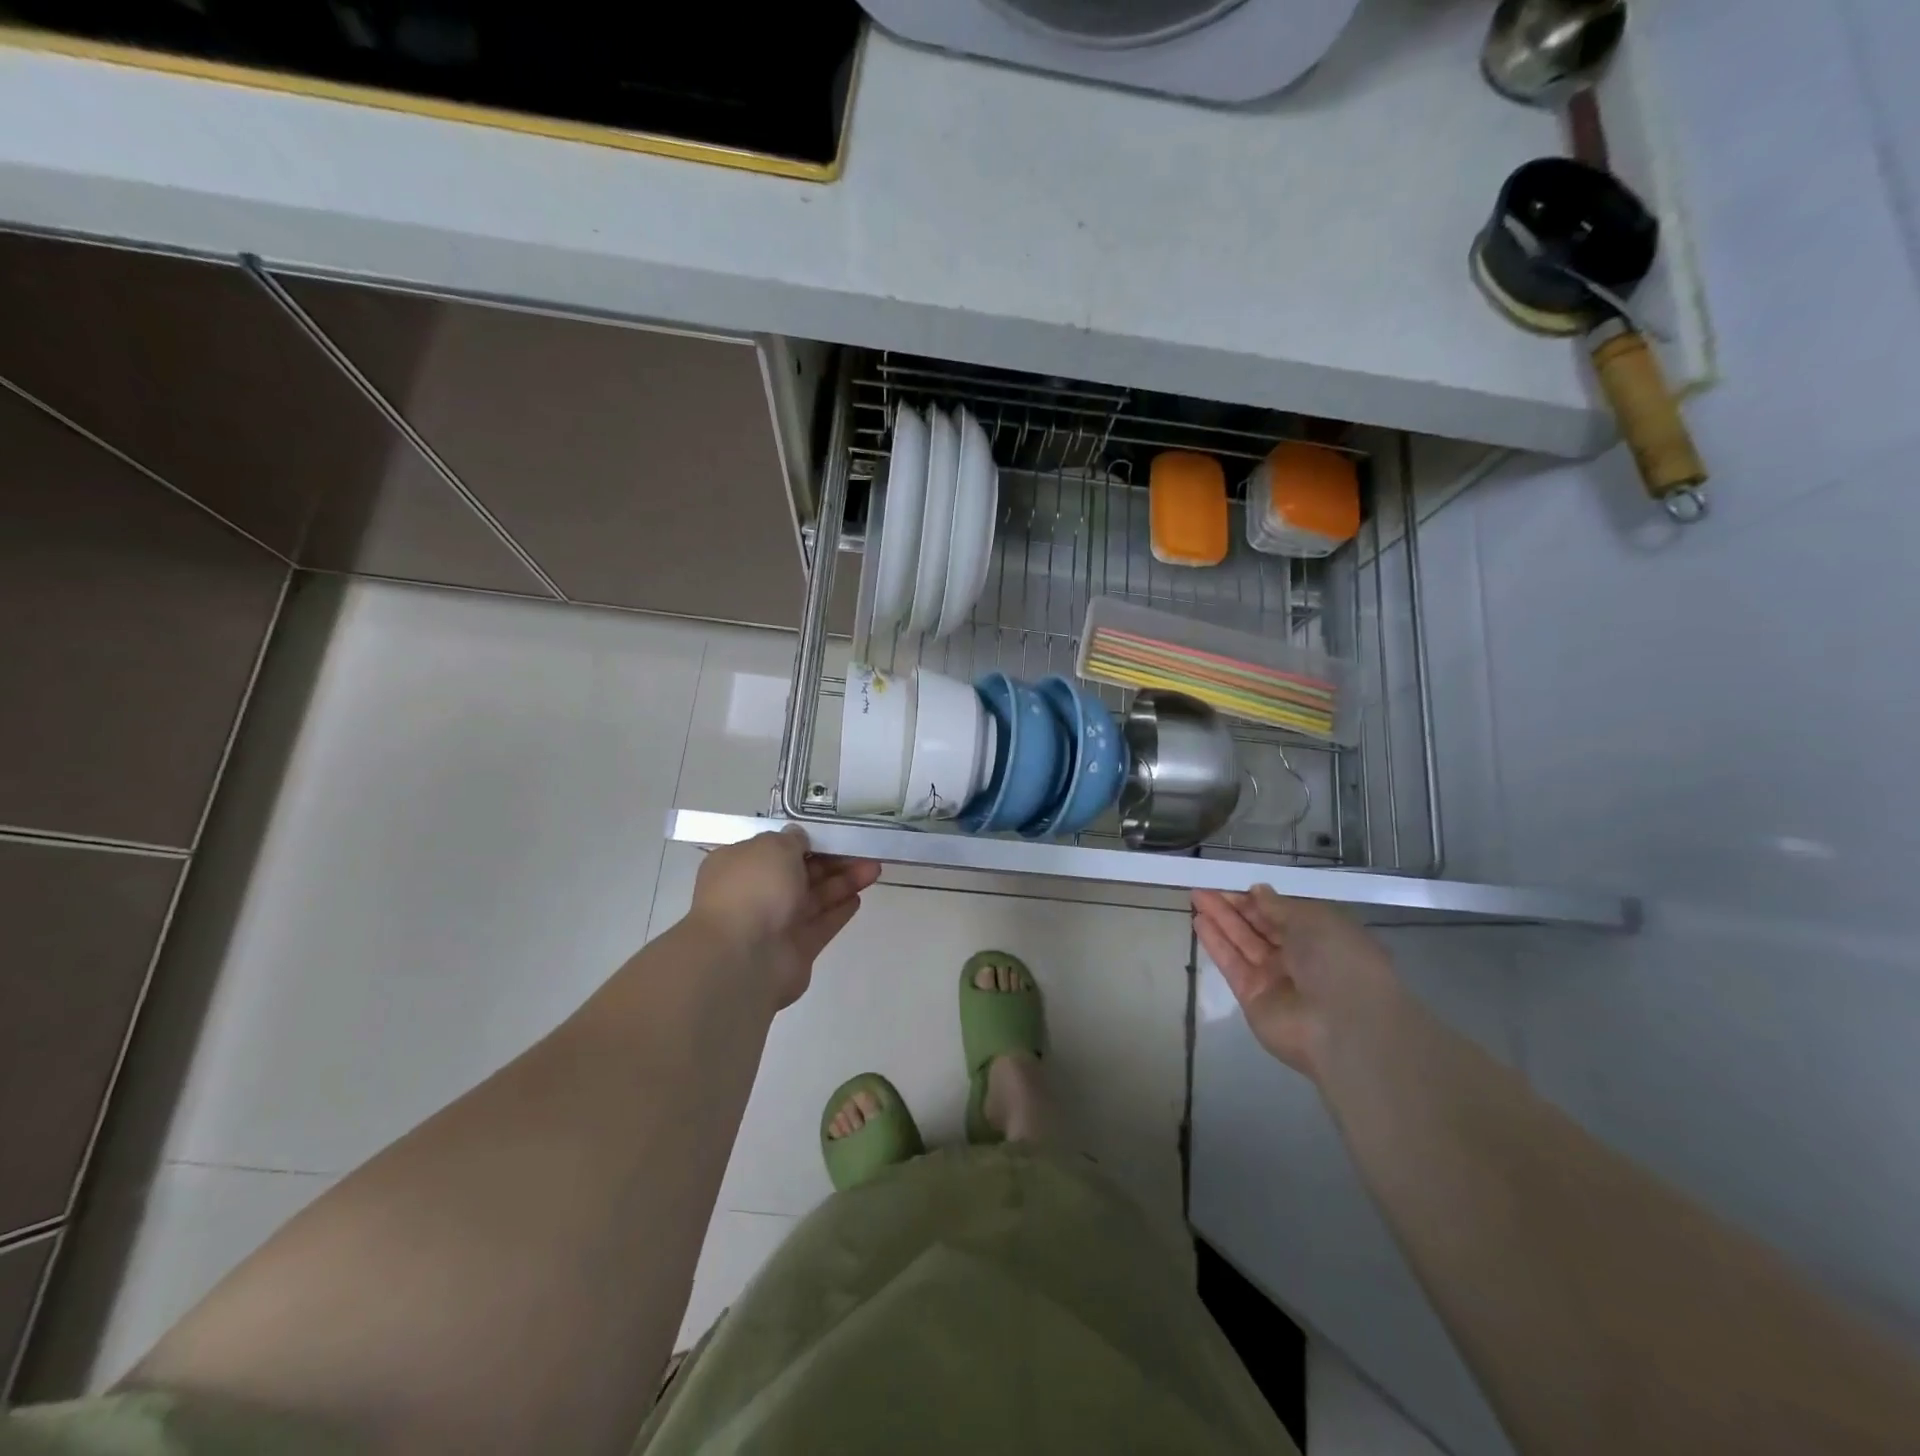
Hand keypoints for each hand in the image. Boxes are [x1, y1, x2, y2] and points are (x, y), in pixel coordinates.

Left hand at [691, 828, 880, 1007]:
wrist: (743, 957)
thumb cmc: (754, 889)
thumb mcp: (773, 846)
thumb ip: (792, 840)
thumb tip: (798, 838)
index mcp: (740, 865)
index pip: (776, 848)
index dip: (806, 841)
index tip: (834, 834)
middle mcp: (755, 893)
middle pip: (800, 872)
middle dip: (833, 861)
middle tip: (864, 850)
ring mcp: (776, 923)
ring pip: (815, 897)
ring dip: (843, 882)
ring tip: (874, 869)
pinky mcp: (796, 949)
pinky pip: (821, 924)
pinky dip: (839, 910)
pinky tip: (859, 897)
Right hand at [1191, 886, 1400, 1080]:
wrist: (1342, 1027)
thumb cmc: (1338, 962)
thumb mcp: (1313, 920)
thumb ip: (1279, 906)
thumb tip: (1258, 891)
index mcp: (1324, 937)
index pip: (1286, 914)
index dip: (1261, 900)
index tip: (1236, 885)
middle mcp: (1300, 958)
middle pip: (1261, 926)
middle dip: (1235, 906)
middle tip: (1206, 888)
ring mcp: (1276, 978)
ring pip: (1243, 942)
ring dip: (1221, 919)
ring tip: (1196, 897)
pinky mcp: (1253, 997)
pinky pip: (1232, 964)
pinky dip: (1216, 942)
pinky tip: (1199, 922)